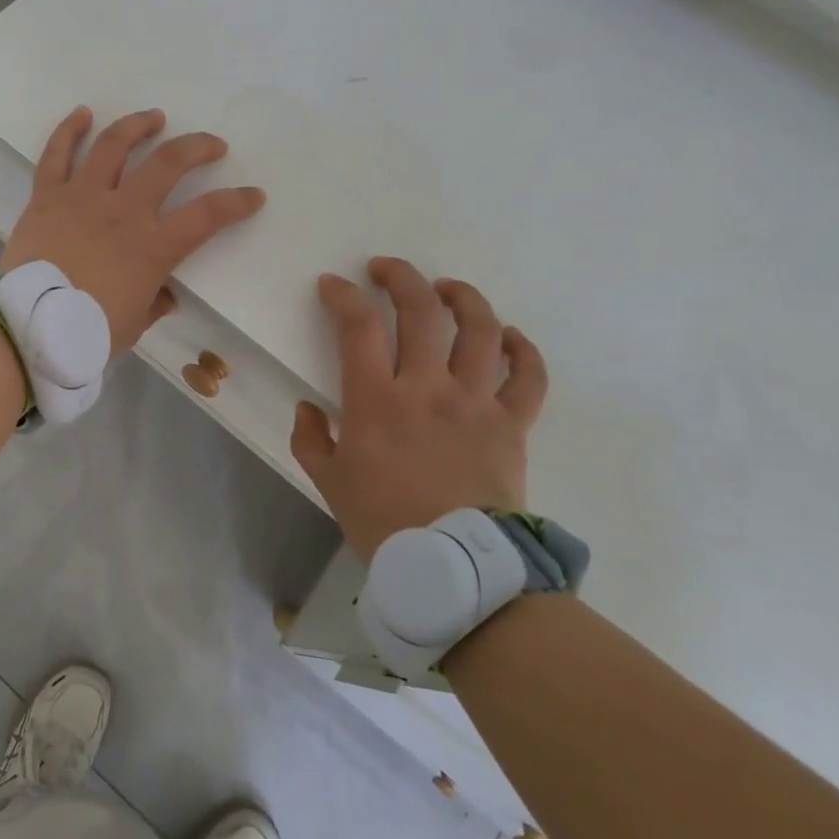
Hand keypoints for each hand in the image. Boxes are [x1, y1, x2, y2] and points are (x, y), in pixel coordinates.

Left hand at [2, 106, 266, 355]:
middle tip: (211, 145)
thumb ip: (155, 303)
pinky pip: (56, 155)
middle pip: (168, 164)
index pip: (207, 216)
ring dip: (138, 126)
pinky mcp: (47, 196)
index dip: (237, 202)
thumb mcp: (134, 325)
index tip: (254, 195)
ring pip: (114, 146)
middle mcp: (123, 212)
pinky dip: (69, 131)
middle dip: (197, 147)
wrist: (28, 327)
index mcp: (152, 247)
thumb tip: (167, 294)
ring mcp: (83, 197)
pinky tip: (83, 113)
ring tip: (154, 117)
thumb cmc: (86, 332)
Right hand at [289, 258, 547, 561]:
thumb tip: (311, 408)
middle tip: (385, 268)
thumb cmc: (383, 523)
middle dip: (400, 277)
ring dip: (462, 297)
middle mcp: (427, 388)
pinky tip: (507, 335)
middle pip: (420, 311)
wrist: (455, 570)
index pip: (357, 326)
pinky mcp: (511, 423)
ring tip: (446, 288)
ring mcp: (475, 402)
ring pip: (478, 329)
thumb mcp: (328, 482)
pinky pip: (528, 376)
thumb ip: (311, 438)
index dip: (342, 296)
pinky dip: (521, 349)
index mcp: (376, 400)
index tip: (332, 285)